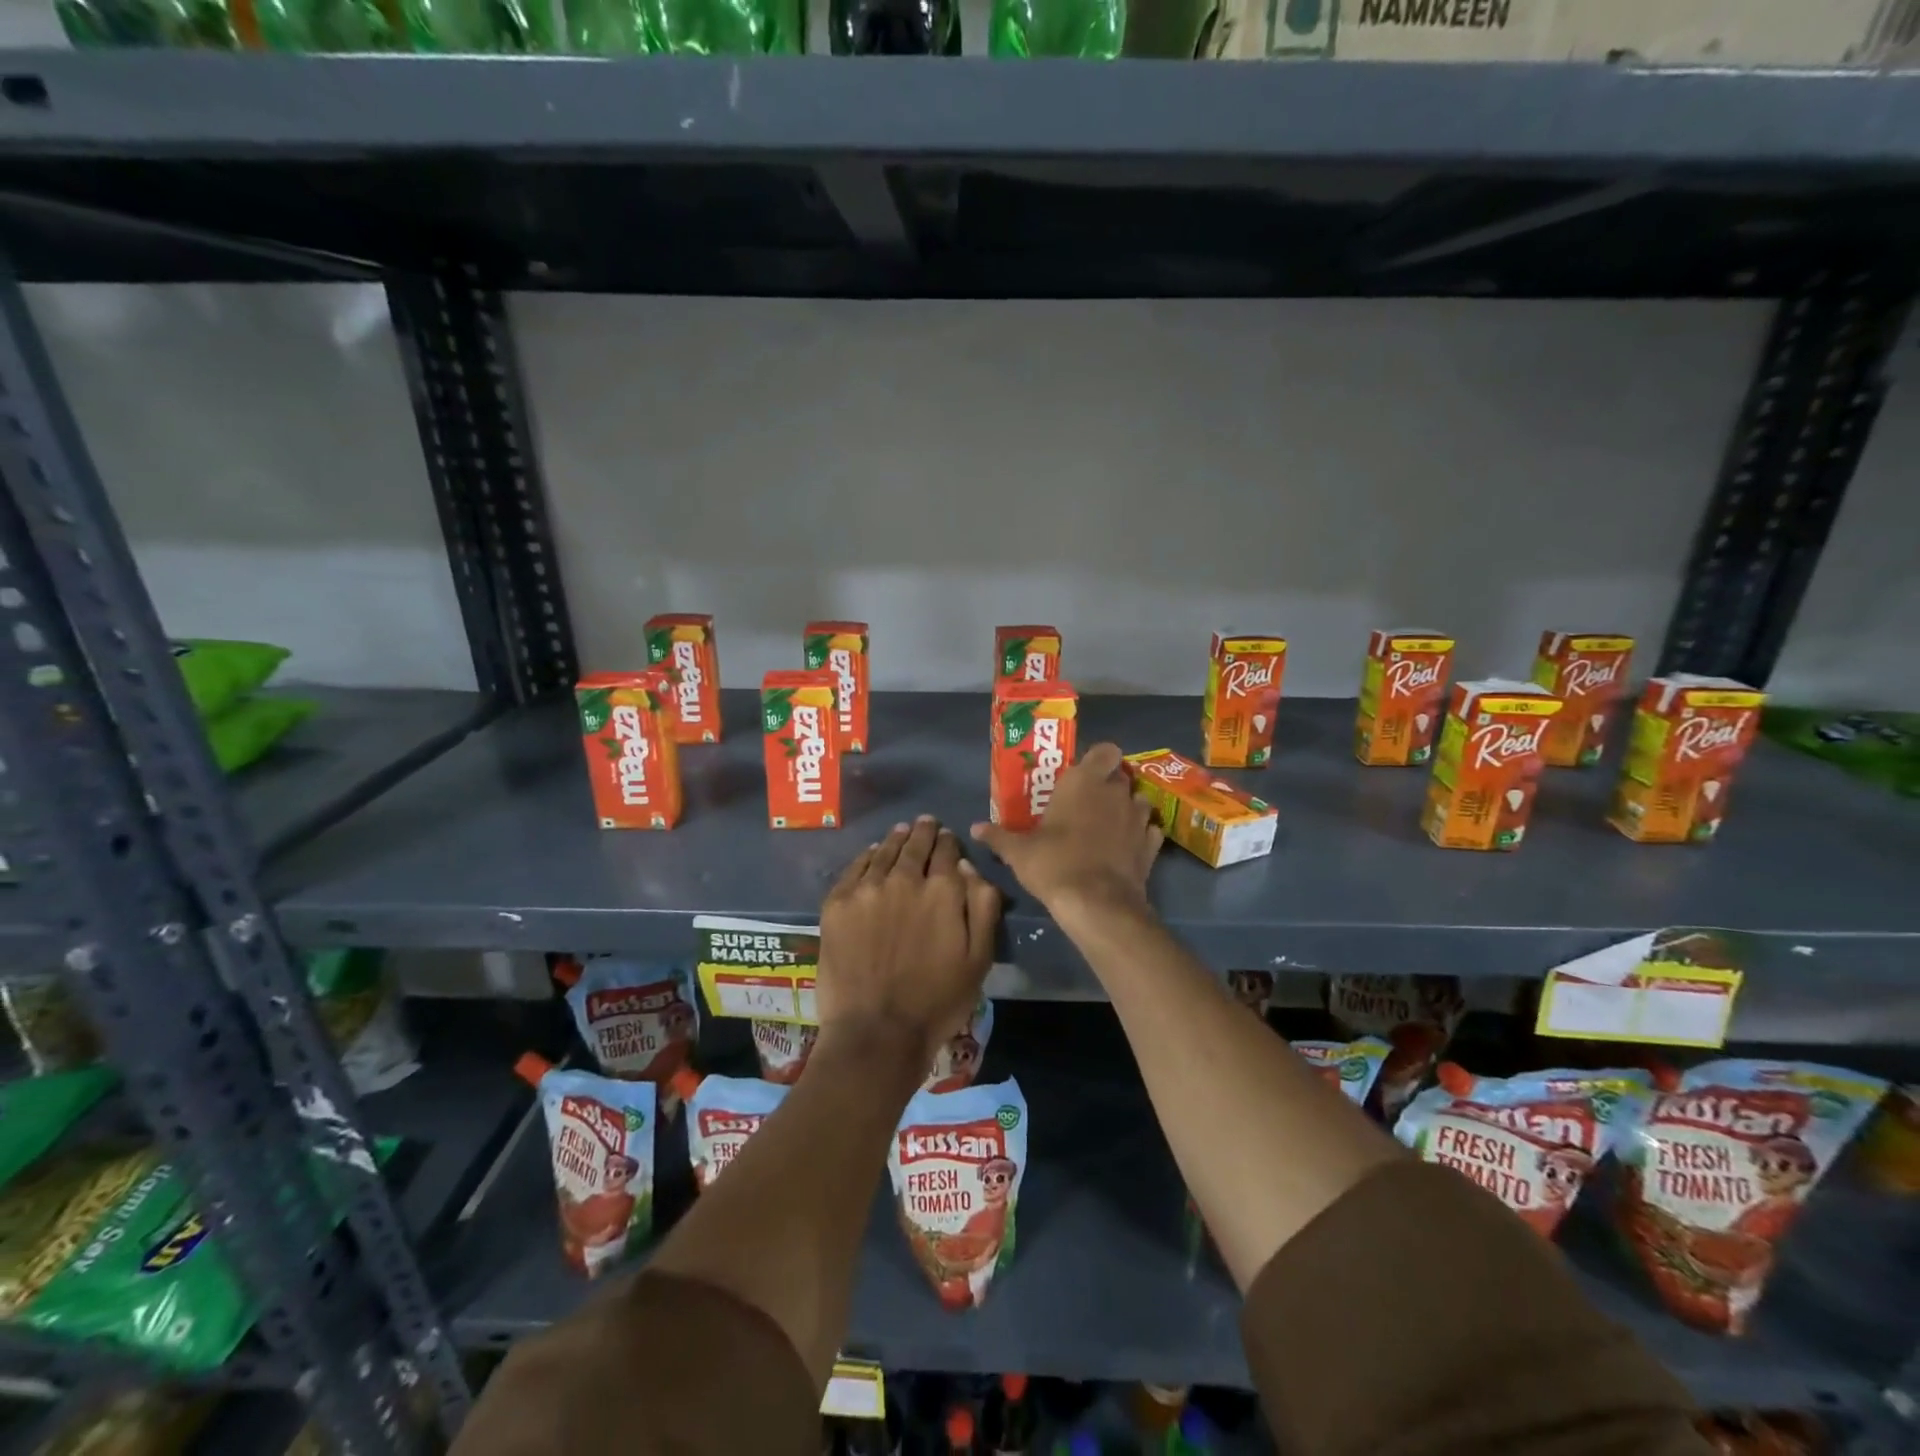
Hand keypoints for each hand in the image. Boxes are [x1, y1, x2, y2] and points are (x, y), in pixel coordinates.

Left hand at [816, 816, 1001, 1069]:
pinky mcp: (837, 904)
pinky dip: (866, 856)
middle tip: (925, 823)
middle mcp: (904, 879)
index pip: (947, 852)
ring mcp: (866, 889)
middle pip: (915, 845)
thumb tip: (968, 867)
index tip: (948, 838)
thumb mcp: (980, 959)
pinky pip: (854, 868)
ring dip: (896, 839)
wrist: (876, 1032)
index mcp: (942, 890)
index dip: (949, 843)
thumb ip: (982, 907)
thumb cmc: (937, 1001)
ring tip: (901, 832)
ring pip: (884, 852)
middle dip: (923, 832)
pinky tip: (871, 854)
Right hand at [970, 742, 1161, 924]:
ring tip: (1109, 824)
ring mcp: (1138, 818)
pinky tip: (1126, 847)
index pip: (1106, 750)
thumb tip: (975, 828)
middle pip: (1120, 776)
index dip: (1098, 758)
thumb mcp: (1018, 851)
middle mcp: (1115, 792)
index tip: (1083, 773)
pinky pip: (1149, 830)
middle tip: (1087, 802)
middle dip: (1108, 785)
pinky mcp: (1151, 846)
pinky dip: (1141, 835)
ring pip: (1138, 800)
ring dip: (1127, 807)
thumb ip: (998, 836)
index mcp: (1084, 782)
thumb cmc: (1054, 864)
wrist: (1097, 904)